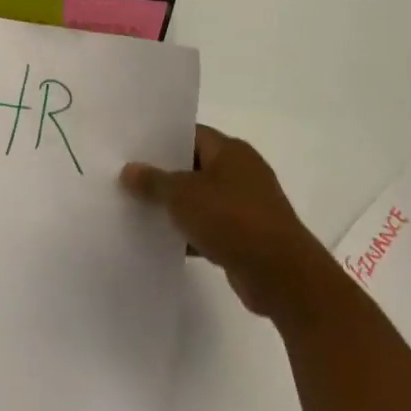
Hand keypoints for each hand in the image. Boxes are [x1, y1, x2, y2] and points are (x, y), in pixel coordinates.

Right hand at [122, 126, 336, 326]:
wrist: (282, 276)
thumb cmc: (233, 220)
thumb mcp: (183, 196)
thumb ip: (154, 182)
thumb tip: (128, 170)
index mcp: (231, 151)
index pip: (191, 134)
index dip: (161, 140)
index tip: (131, 148)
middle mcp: (241, 172)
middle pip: (193, 166)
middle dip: (163, 175)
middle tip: (127, 179)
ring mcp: (246, 205)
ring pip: (200, 199)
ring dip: (175, 207)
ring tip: (135, 209)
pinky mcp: (246, 236)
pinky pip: (209, 227)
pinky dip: (189, 233)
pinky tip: (161, 241)